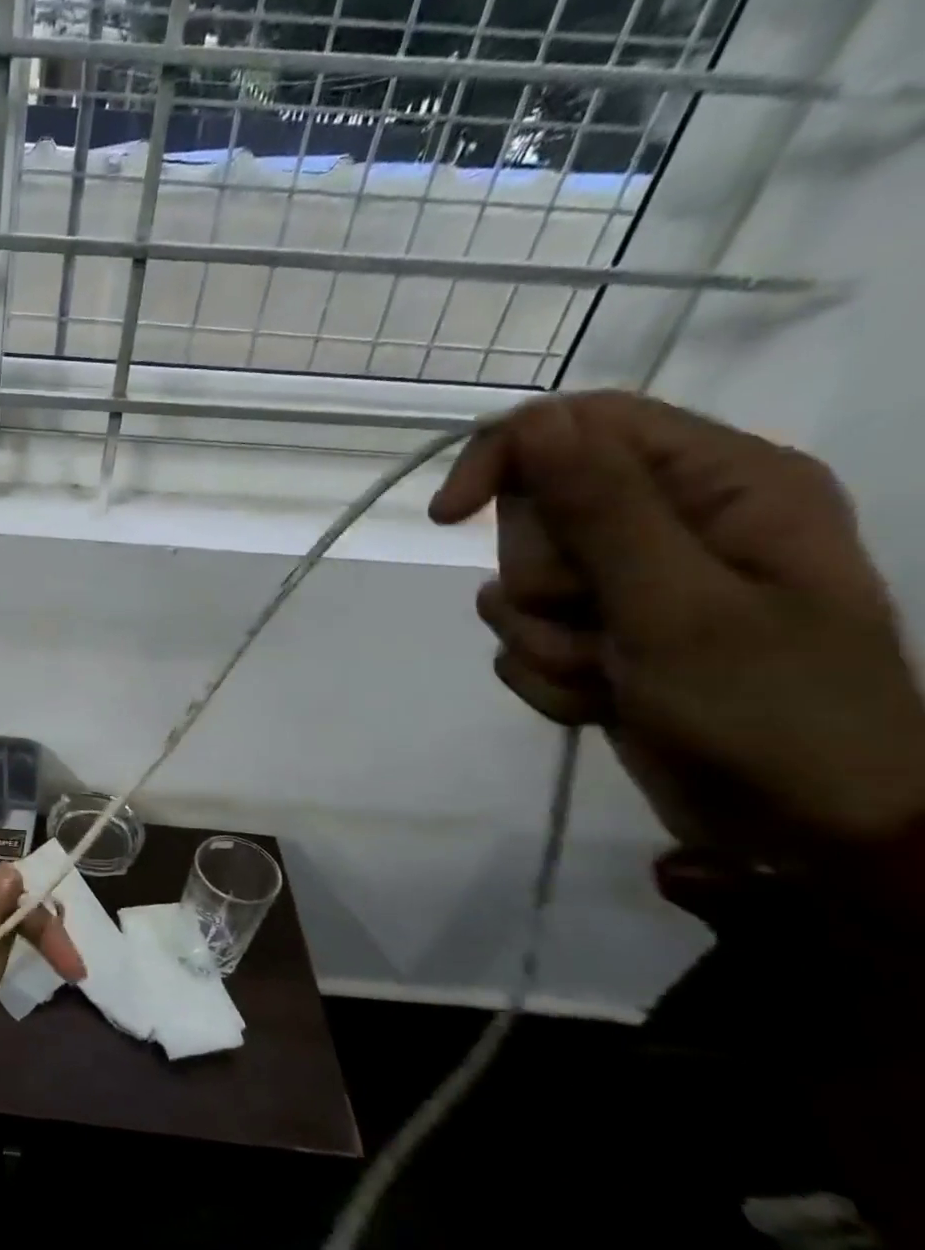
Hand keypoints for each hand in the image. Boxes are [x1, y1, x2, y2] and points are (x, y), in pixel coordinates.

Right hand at [430, 390, 924, 848]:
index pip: (580, 426)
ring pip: (520, 584)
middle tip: (593, 622)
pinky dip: (546, 674)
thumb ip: (603, 507)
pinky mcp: (604, 637)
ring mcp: (635, 586)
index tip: (447, 518)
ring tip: (606, 674)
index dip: (503, 459)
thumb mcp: (676, 602)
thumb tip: (533, 422)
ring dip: (542, 639)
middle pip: (538, 511)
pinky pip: (525, 638)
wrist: (802, 827)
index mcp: (721, 484)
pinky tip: (598, 699)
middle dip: (541, 579)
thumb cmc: (765, 707)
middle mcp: (675, 523)